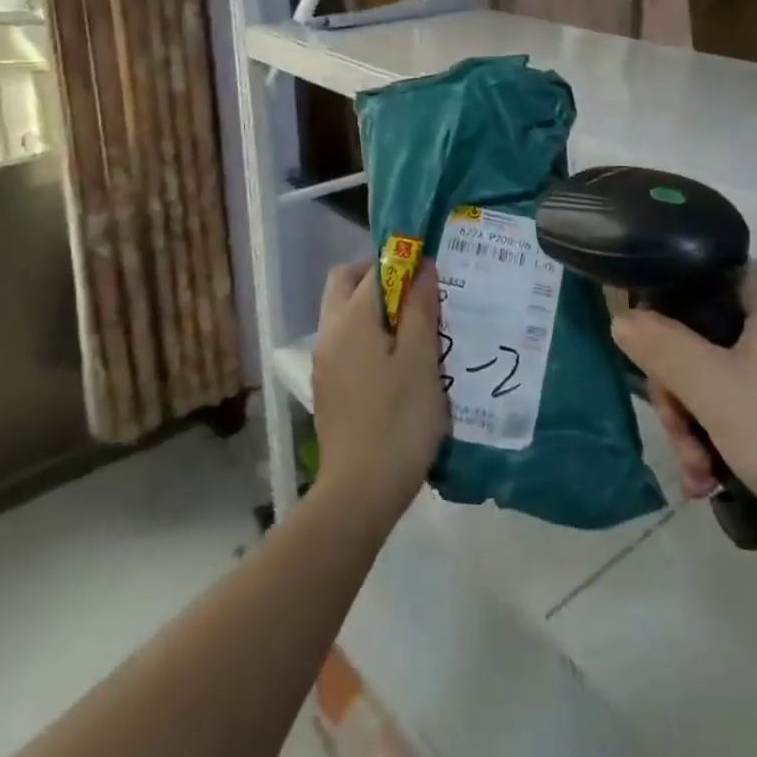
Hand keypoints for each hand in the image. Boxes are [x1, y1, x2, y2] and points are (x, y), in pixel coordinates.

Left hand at [310, 261, 447, 530]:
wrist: (359, 492)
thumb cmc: (398, 420)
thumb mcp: (421, 360)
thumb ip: (420, 308)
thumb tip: (422, 267)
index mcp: (349, 319)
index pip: (372, 270)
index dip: (402, 263)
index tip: (431, 275)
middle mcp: (329, 333)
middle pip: (346, 284)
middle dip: (381, 280)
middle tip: (419, 297)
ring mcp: (325, 362)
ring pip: (345, 315)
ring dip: (376, 310)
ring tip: (417, 330)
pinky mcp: (329, 388)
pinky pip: (347, 343)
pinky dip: (370, 336)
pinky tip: (400, 363)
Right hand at [614, 267, 756, 591]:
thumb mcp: (714, 390)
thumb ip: (661, 347)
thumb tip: (622, 317)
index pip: (698, 279)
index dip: (663, 313)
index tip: (648, 360)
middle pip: (702, 338)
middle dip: (679, 392)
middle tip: (677, 434)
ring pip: (719, 381)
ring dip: (696, 426)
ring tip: (696, 475)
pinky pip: (746, 412)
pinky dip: (724, 441)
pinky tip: (712, 484)